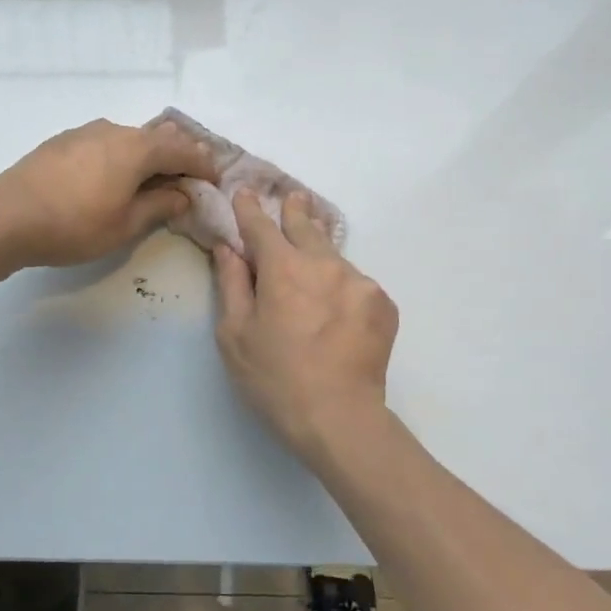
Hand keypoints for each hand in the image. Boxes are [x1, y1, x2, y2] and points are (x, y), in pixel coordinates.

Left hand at [0, 117, 219, 268]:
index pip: (182, 149)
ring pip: (129, 138)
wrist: (7, 215)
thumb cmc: (74, 225)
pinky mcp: (64, 141)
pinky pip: (106, 142)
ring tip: (151, 180)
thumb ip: (160, 206)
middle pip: (157, 137)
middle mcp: (115, 130)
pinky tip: (113, 177)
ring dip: (147, 156)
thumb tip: (182, 195)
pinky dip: (121, 156)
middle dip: (177, 156)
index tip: (214, 179)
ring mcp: (86, 132)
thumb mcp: (125, 225)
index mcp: (137, 148)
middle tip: (188, 178)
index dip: (202, 164)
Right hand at [214, 190, 398, 463]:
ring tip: (313, 254)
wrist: (339, 418)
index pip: (262, 226)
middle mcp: (324, 265)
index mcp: (283, 269)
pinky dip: (341, 287)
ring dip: (320, 252)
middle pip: (307, 227)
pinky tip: (335, 310)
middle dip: (295, 211)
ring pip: (333, 256)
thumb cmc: (274, 379)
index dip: (250, 208)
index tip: (245, 193)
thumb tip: (228, 248)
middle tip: (293, 197)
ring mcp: (359, 282)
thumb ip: (231, 284)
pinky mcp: (383, 304)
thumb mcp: (235, 335)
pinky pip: (355, 284)